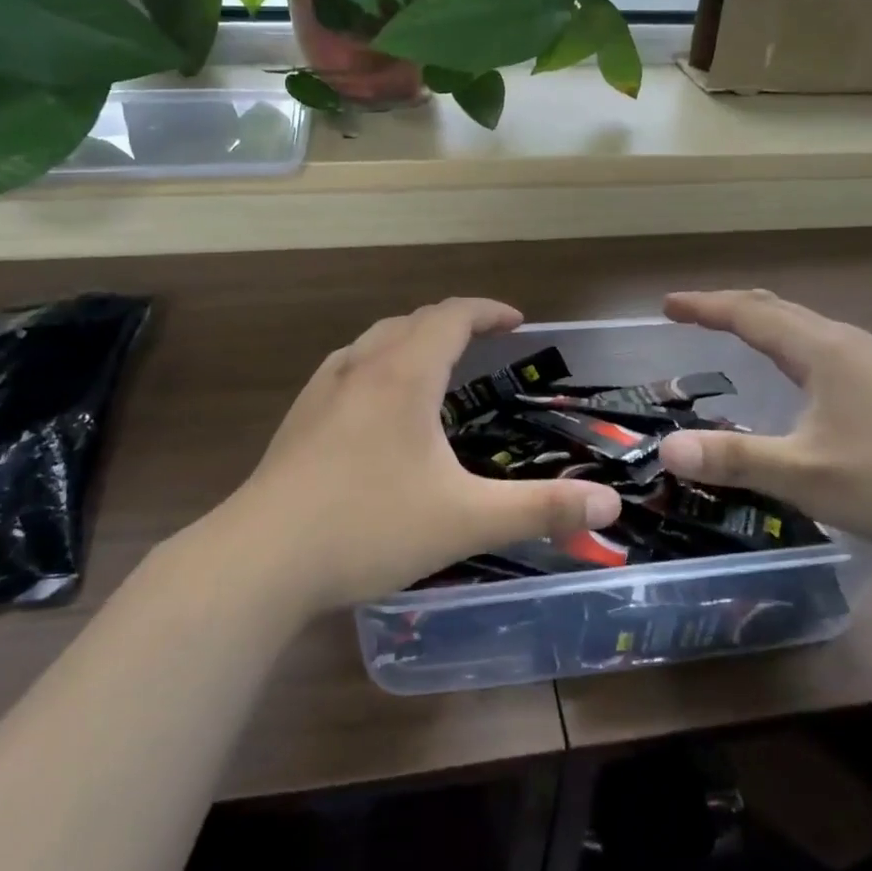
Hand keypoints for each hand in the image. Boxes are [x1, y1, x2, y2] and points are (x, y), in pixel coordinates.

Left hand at [214, 299, 622, 613]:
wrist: (261, 560)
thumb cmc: (369, 528)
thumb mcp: (466, 520)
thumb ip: (541, 509)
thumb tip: (610, 503)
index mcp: (405, 375)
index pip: (452, 316)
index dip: (488, 310)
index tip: (516, 321)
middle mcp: (362, 367)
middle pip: (413, 321)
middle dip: (453, 322)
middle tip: (483, 343)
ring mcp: (323, 390)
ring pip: (374, 340)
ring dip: (411, 339)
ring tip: (434, 364)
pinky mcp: (297, 418)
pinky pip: (347, 367)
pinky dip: (377, 364)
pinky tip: (375, 403)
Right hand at [656, 290, 871, 554]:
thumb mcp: (804, 474)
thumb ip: (734, 459)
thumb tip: (668, 449)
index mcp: (821, 351)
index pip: (750, 314)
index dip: (705, 307)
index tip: (668, 305)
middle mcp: (846, 342)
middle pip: (777, 309)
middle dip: (729, 307)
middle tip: (691, 314)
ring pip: (804, 325)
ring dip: (761, 321)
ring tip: (734, 331)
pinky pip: (822, 343)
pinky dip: (788, 341)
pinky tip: (795, 372)